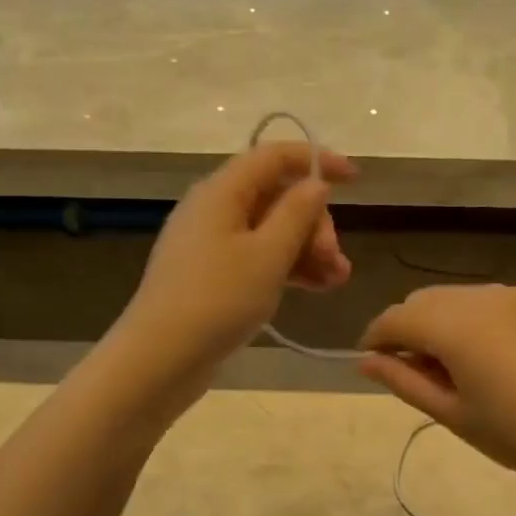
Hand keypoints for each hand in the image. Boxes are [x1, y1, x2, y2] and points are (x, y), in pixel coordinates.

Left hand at [116, 141, 354, 402]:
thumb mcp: (267, 255)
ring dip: (308, 249)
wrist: (160, 359)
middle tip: (334, 259)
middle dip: (314, 222)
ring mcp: (211, 244)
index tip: (356, 179)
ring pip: (271, 231)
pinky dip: (288, 268)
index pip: (275, 156)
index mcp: (222, 191)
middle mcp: (214, 209)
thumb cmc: (217, 300)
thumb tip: (315, 184)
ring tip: (338, 279)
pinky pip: (258, 258)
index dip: (317, 160)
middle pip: (276, 196)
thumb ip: (297, 214)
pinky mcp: (212, 276)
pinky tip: (317, 288)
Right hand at [358, 286, 515, 492]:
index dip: (375, 338)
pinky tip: (500, 355)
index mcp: (452, 326)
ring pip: (460, 297)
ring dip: (445, 321)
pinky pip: (497, 301)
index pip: (394, 319)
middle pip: (425, 300)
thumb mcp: (452, 414)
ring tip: (460, 363)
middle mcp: (481, 296)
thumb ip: (403, 381)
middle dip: (409, 328)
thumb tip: (364, 361)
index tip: (373, 362)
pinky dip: (482, 319)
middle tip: (417, 369)